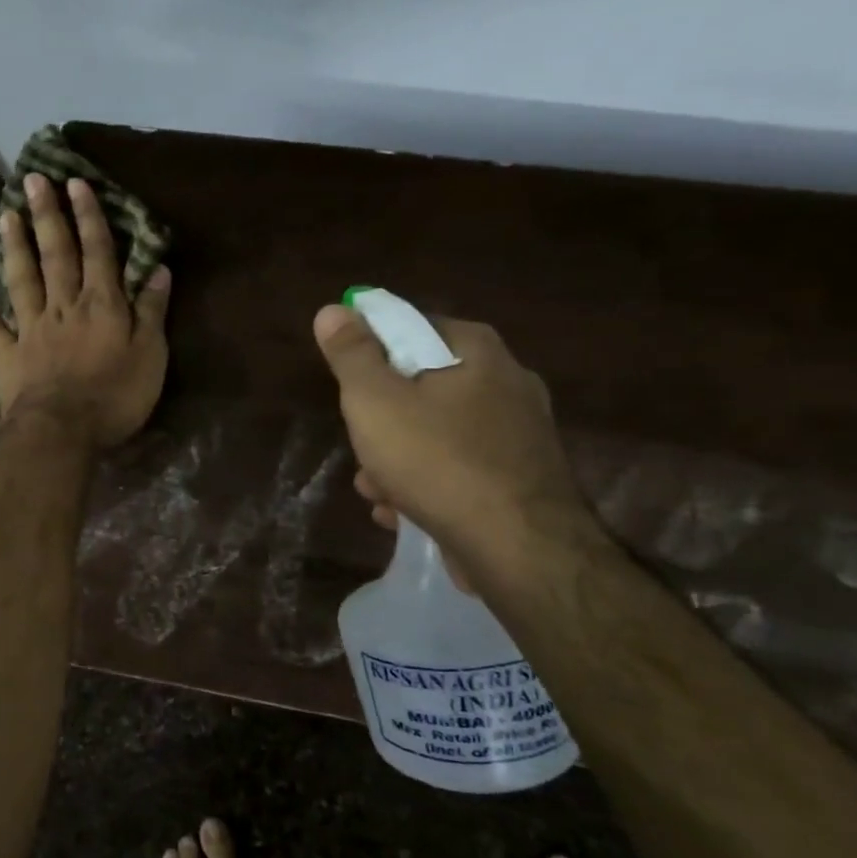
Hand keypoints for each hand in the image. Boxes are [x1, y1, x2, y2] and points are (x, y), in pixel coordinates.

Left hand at [0, 173, 171, 448]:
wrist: (62, 432)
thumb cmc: (114, 396)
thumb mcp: (151, 355)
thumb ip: (152, 312)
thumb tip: (158, 269)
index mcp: (100, 304)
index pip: (96, 251)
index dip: (88, 216)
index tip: (76, 183)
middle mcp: (63, 307)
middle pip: (54, 255)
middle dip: (46, 216)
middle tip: (32, 180)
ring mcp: (31, 331)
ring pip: (22, 281)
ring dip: (15, 249)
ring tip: (5, 217)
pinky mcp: (9, 360)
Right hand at [312, 304, 597, 568]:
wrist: (519, 548)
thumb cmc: (437, 461)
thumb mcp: (375, 401)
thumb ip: (351, 354)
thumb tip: (334, 309)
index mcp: (476, 350)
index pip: (411, 325)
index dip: (371, 351)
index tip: (350, 387)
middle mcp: (507, 381)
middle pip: (422, 386)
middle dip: (382, 421)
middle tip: (362, 447)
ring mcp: (520, 433)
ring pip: (438, 433)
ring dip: (398, 461)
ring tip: (377, 493)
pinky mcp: (522, 478)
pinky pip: (461, 469)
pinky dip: (429, 485)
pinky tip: (405, 513)